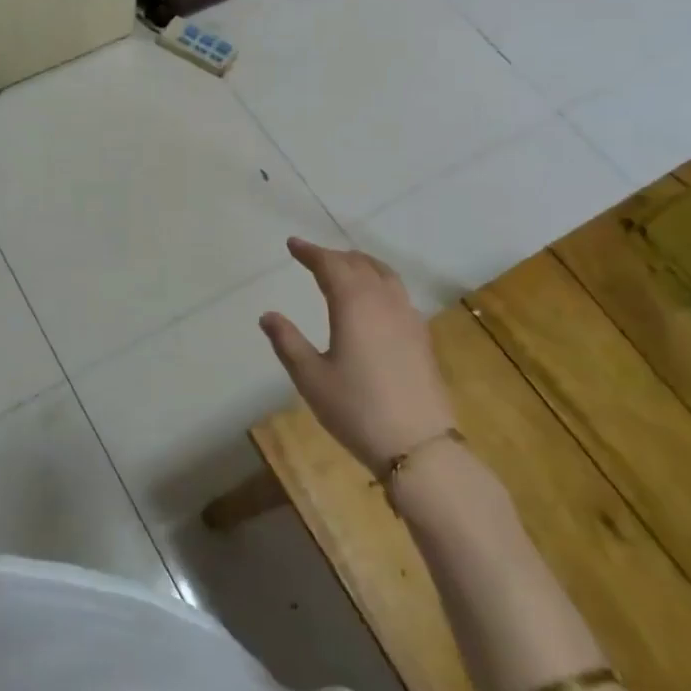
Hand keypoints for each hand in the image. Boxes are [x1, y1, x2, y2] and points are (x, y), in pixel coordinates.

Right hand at [259, 237, 456, 473]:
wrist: (418, 446)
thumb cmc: (356, 409)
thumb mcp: (311, 377)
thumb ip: (288, 342)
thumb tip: (268, 315)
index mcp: (354, 304)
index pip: (331, 265)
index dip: (310, 252)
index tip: (293, 244)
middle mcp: (384, 302)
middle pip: (359, 264)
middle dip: (334, 257)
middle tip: (313, 258)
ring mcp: (408, 318)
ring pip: (385, 275)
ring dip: (361, 265)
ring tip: (345, 269)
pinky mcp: (422, 337)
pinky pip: (398, 293)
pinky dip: (380, 283)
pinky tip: (374, 301)